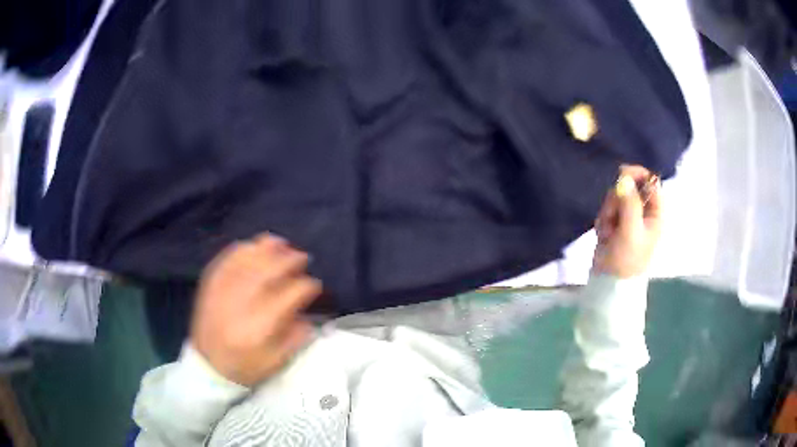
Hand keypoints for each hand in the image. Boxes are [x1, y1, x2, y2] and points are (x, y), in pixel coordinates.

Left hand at [190, 234, 321, 386]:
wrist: (208, 366)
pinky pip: (226, 259)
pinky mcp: (210, 285)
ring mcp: (223, 290)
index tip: (315, 285)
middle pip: (269, 270)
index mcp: (261, 326)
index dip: (307, 286)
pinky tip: (253, 246)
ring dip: (267, 248)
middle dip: (290, 260)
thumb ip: (296, 337)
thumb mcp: (276, 362)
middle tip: (302, 257)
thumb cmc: (245, 367)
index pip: (290, 295)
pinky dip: (241, 249)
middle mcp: (242, 303)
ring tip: (281, 244)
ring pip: (247, 260)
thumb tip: (308, 314)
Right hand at [592, 165, 662, 277]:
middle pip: (630, 187)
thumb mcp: (630, 231)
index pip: (650, 182)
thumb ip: (629, 203)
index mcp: (655, 213)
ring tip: (608, 232)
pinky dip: (603, 220)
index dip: (637, 175)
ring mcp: (629, 217)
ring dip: (608, 212)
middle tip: (613, 218)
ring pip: (615, 198)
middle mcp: (644, 212)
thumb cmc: (626, 261)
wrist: (610, 284)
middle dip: (617, 200)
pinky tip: (604, 236)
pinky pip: (607, 209)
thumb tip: (624, 176)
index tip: (621, 175)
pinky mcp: (616, 223)